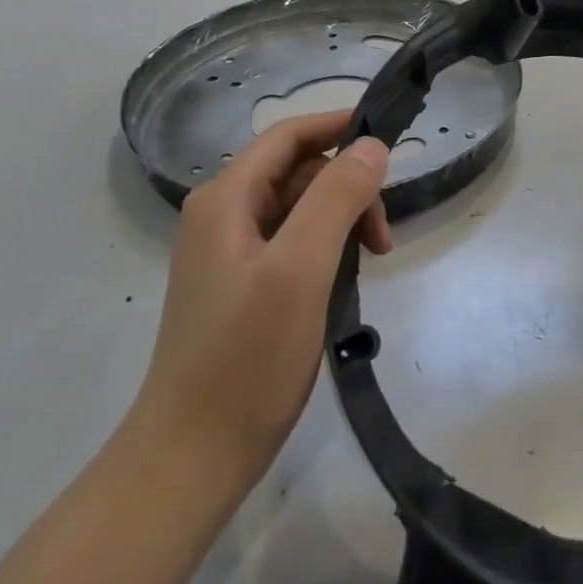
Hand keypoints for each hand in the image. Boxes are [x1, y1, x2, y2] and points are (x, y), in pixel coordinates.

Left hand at [128, 111, 391, 487]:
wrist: (192, 457)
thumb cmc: (246, 357)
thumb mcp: (301, 268)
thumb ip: (337, 197)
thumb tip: (372, 146)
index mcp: (226, 199)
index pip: (289, 136)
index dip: (338, 126)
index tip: (389, 138)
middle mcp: (223, 215)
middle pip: (298, 172)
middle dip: (347, 188)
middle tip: (383, 237)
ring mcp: (230, 253)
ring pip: (300, 208)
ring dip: (342, 220)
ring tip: (371, 262)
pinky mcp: (242, 285)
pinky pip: (294, 242)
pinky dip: (327, 248)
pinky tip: (343, 281)